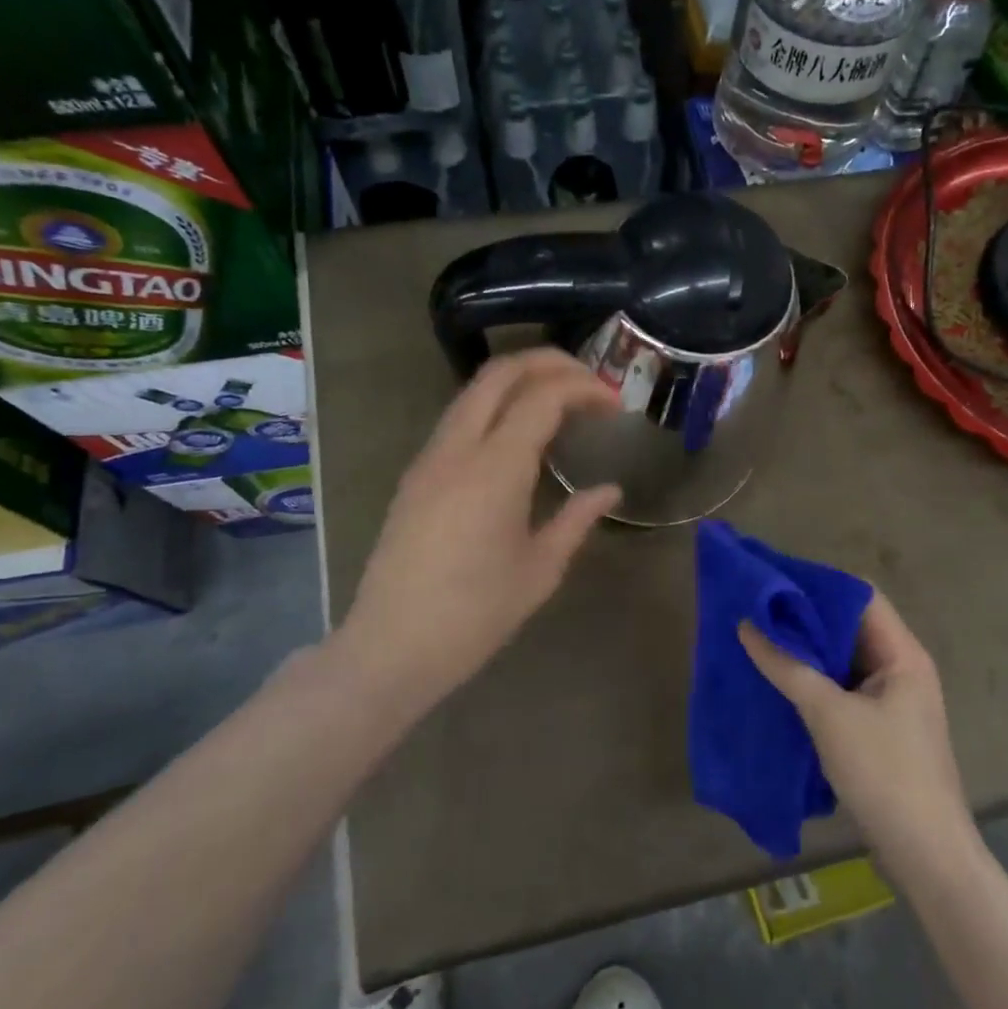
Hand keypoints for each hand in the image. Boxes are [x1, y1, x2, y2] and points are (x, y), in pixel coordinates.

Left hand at [338, 348, 620, 710]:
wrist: (392, 646)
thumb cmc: (475, 615)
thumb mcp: (540, 569)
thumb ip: (577, 518)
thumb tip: (609, 490)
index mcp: (495, 468)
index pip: (543, 396)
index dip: (585, 388)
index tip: (615, 404)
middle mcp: (458, 447)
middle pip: (501, 372)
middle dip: (549, 362)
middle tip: (589, 381)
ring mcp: (430, 457)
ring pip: (474, 390)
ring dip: (520, 380)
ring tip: (559, 400)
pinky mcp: (416, 474)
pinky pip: (459, 417)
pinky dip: (495, 406)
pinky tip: (519, 435)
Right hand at [740, 594, 975, 877]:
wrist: (926, 856)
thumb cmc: (884, 773)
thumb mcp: (829, 715)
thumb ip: (787, 667)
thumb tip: (747, 626)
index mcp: (902, 654)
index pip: (860, 597)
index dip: (819, 585)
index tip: (775, 581)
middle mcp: (901, 668)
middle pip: (850, 627)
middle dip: (805, 618)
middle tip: (757, 609)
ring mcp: (891, 700)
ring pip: (843, 659)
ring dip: (806, 651)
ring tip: (759, 638)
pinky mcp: (879, 727)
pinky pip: (841, 688)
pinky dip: (812, 680)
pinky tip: (778, 680)